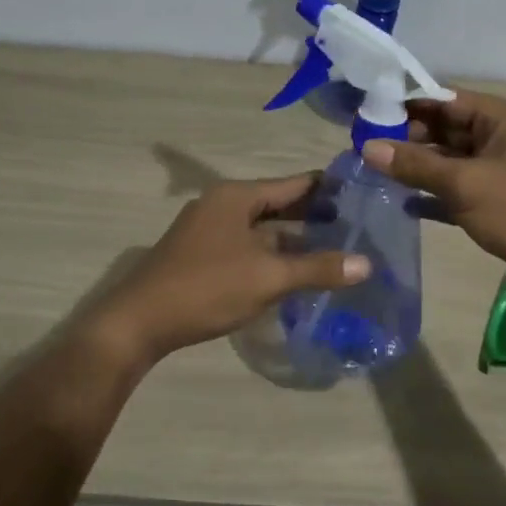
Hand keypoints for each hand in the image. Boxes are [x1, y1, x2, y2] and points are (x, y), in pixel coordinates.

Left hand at [88, 173, 369, 363]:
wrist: (138, 323)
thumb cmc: (206, 288)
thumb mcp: (268, 277)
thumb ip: (318, 268)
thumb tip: (367, 264)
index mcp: (237, 196)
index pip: (294, 183)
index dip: (329, 188)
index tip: (364, 193)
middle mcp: (222, 204)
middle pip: (278, 203)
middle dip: (314, 215)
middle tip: (357, 226)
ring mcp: (209, 230)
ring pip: (263, 228)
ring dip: (294, 238)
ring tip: (335, 248)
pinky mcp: (201, 254)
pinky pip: (248, 245)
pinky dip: (273, 254)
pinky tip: (295, 271)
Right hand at [361, 90, 505, 293]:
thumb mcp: (465, 184)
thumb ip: (416, 165)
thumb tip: (366, 147)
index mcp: (502, 118)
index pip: (446, 98)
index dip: (407, 104)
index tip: (367, 112)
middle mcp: (500, 138)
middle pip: (445, 128)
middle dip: (407, 137)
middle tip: (363, 146)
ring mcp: (498, 171)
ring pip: (449, 160)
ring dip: (416, 167)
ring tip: (373, 172)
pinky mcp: (495, 202)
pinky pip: (456, 190)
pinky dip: (432, 195)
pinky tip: (403, 204)